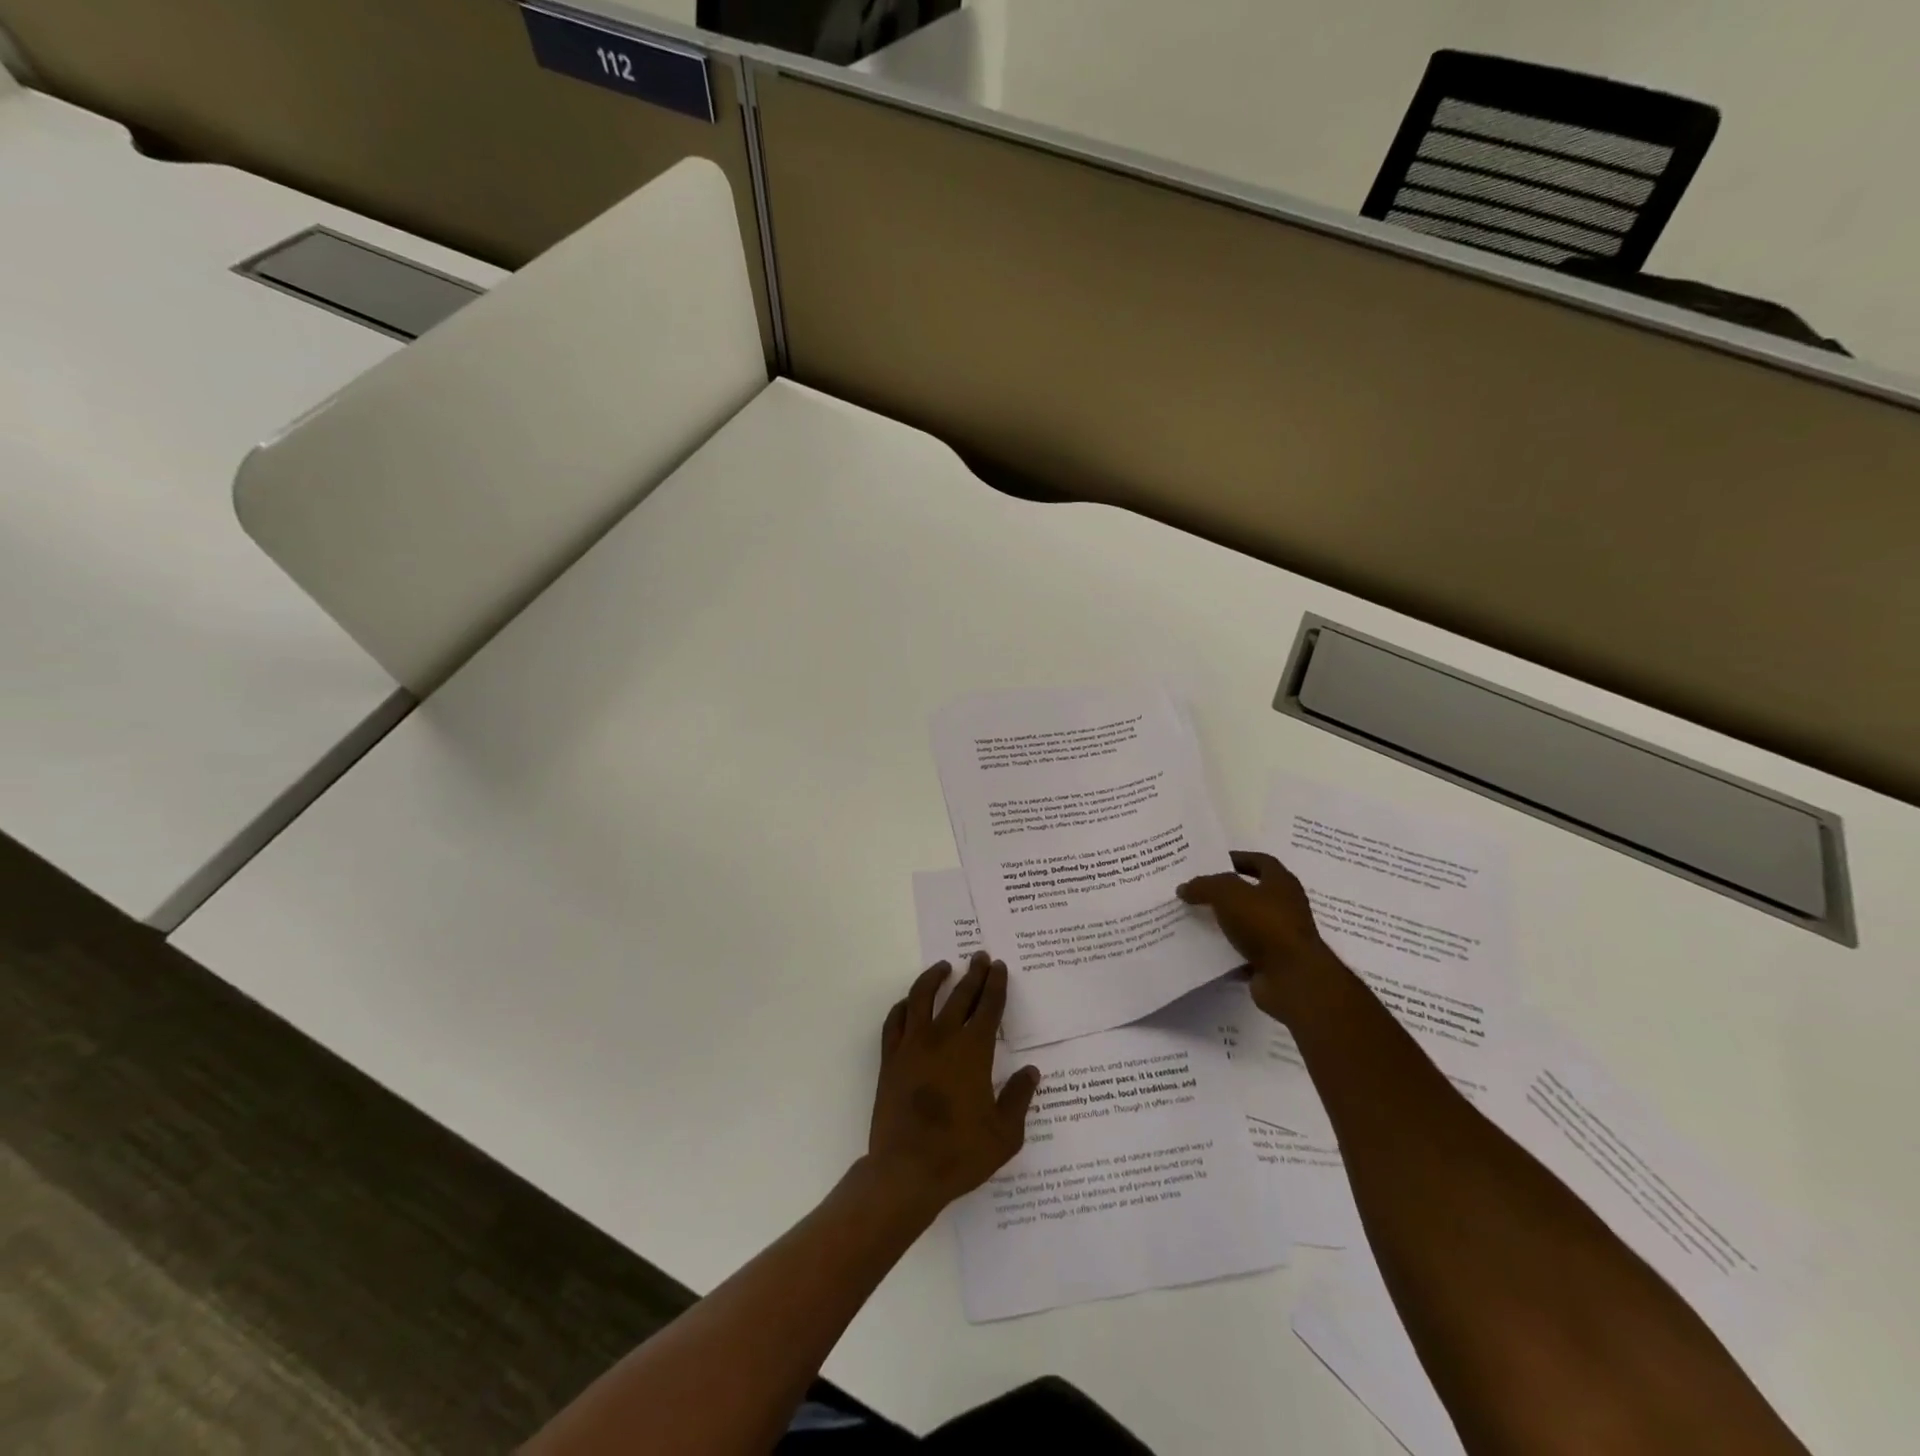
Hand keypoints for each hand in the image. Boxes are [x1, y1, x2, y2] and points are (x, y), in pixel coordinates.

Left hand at [867, 953, 1040, 1213]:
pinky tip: (909, 1003)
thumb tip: (1030, 1071)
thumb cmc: (960, 1154)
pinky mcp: (890, 1059)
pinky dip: (903, 1006)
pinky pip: (894, 1021)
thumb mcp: (1004, 1134)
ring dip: (934, 978)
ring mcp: (912, 1046)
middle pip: (959, 995)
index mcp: (973, 1051)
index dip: (996, 985)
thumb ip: (1019, 1098)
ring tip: (944, 967)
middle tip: (980, 957)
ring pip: (921, 997)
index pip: (988, 1007)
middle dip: (973, 974)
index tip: (999, 967)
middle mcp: (942, 1038)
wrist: (906, 1171)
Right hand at [1178, 851, 1336, 1023]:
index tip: (1213, 861)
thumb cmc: (1265, 924)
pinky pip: (1244, 951)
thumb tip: (1185, 888)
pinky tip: (1204, 947)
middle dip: (1226, 891)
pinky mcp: (1273, 963)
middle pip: (1252, 892)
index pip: (1261, 862)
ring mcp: (1281, 936)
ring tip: (1194, 917)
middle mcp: (1285, 907)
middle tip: (1198, 889)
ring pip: (1247, 923)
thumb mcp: (1227, 894)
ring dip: (1225, 921)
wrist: (1292, 978)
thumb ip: (1204, 886)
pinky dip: (1227, 949)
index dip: (1238, 858)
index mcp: (1281, 883)